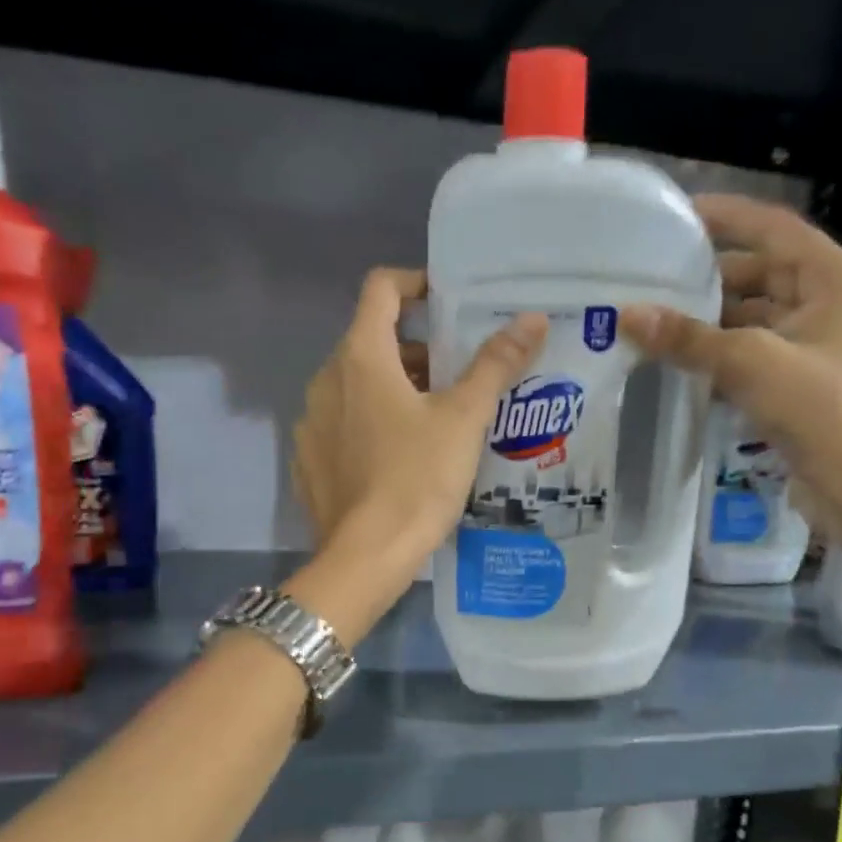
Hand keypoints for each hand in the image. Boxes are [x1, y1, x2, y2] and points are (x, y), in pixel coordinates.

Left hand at [293, 267, 546, 578]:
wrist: (366, 557)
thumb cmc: (418, 479)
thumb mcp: (464, 420)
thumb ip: (495, 365)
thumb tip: (532, 319)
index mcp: (360, 357)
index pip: (382, 289)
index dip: (416, 284)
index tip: (448, 303)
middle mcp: (326, 380)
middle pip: (370, 341)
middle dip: (415, 349)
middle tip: (457, 376)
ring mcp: (311, 423)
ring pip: (355, 386)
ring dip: (393, 389)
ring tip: (435, 420)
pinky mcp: (309, 461)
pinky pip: (342, 425)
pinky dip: (370, 424)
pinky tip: (399, 459)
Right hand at [622, 194, 841, 481]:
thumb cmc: (817, 405)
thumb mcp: (749, 361)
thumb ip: (688, 338)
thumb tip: (628, 315)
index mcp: (832, 276)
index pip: (772, 228)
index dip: (726, 217)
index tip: (677, 215)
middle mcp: (828, 301)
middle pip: (760, 274)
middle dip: (708, 278)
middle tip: (654, 277)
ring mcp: (814, 344)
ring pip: (752, 317)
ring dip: (709, 321)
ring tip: (655, 319)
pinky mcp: (799, 380)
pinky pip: (751, 353)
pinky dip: (719, 354)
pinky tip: (679, 360)